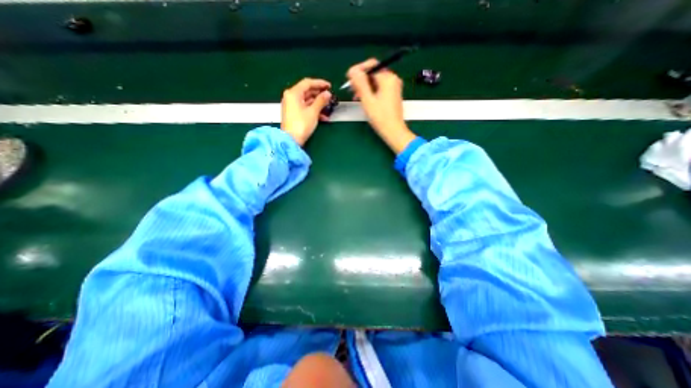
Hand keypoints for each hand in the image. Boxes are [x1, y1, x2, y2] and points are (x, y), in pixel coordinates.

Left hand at [283, 77, 332, 145]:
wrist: (291, 141)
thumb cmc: (301, 125)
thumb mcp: (313, 112)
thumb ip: (321, 101)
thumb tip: (327, 94)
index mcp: (293, 93)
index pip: (307, 83)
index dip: (320, 83)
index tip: (329, 86)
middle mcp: (291, 97)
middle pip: (307, 91)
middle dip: (319, 94)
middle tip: (330, 96)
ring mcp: (292, 106)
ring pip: (307, 101)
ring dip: (318, 103)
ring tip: (328, 107)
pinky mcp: (294, 114)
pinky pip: (305, 108)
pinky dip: (314, 110)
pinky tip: (323, 117)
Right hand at [348, 58, 411, 152]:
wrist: (393, 131)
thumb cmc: (381, 117)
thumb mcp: (367, 100)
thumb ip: (360, 83)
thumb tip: (353, 70)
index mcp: (388, 78)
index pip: (371, 65)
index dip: (358, 70)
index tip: (349, 78)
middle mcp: (393, 79)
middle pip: (373, 73)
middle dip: (361, 80)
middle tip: (351, 90)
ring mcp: (394, 87)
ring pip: (375, 81)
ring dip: (364, 86)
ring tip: (356, 96)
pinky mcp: (392, 95)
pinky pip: (379, 88)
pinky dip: (371, 91)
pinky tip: (364, 99)